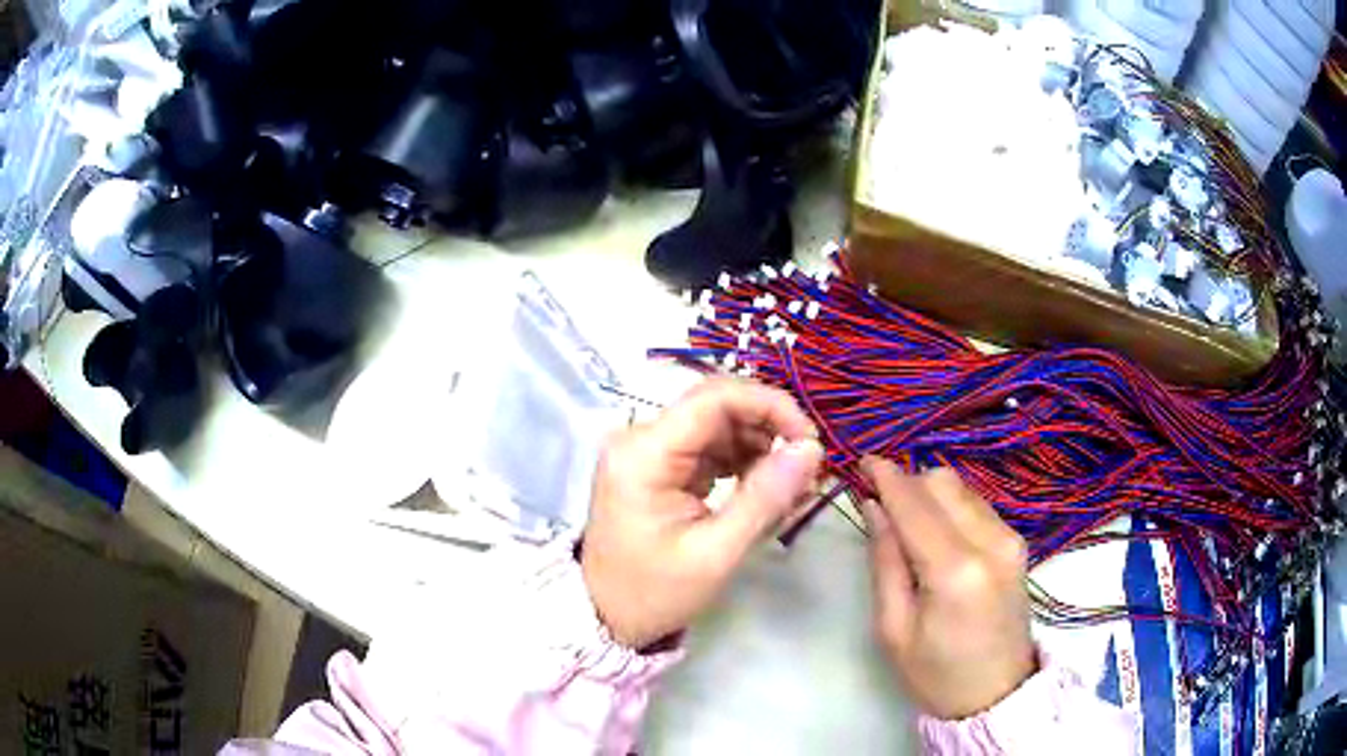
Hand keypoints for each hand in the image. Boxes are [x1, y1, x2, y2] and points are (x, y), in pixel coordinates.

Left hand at [582, 379, 824, 648]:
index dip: (771, 406)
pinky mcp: (659, 467)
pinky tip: (767, 489)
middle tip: (808, 468)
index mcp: (645, 452)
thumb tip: (811, 450)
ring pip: (719, 425)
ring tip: (794, 486)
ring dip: (761, 446)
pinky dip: (743, 462)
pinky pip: (710, 448)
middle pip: (718, 406)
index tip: (810, 441)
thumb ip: (765, 498)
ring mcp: (648, 451)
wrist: (605, 618)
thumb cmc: (654, 593)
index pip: (715, 397)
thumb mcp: (715, 553)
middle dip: (770, 428)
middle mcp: (641, 438)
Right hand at [859, 458, 1036, 719]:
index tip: (859, 463)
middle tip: (879, 506)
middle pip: (941, 481)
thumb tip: (873, 505)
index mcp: (956, 571)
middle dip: (906, 483)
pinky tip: (937, 535)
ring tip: (907, 524)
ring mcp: (1010, 538)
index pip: (915, 503)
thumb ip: (885, 560)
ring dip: (928, 493)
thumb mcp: (894, 628)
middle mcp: (991, 541)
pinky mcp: (1018, 542)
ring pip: (961, 487)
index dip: (885, 476)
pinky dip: (950, 507)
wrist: (997, 695)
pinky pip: (977, 503)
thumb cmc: (936, 674)